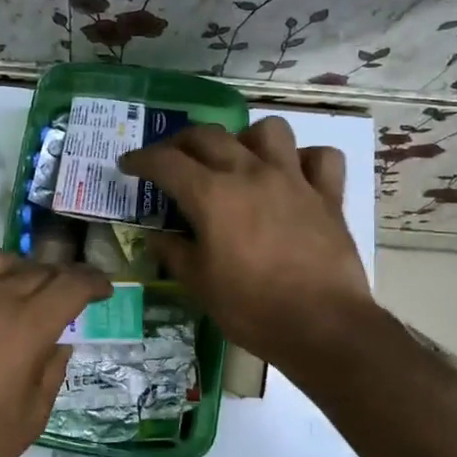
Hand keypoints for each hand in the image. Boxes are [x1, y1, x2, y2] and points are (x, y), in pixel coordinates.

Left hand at [0, 249, 110, 456]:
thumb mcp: (35, 414)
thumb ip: (51, 370)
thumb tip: (58, 342)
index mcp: (28, 327)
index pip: (71, 285)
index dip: (93, 282)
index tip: (103, 290)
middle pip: (35, 270)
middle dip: (59, 277)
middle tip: (65, 292)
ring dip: (14, 266)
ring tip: (19, 281)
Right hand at [120, 117, 373, 370]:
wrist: (322, 326)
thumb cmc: (251, 308)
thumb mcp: (199, 285)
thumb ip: (174, 253)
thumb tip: (156, 237)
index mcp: (212, 195)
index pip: (166, 162)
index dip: (141, 159)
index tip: (128, 165)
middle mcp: (250, 173)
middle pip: (209, 135)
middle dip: (181, 142)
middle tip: (171, 160)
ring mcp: (293, 179)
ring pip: (269, 130)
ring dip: (247, 139)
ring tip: (239, 160)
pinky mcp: (327, 195)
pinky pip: (321, 157)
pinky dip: (305, 160)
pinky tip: (294, 176)